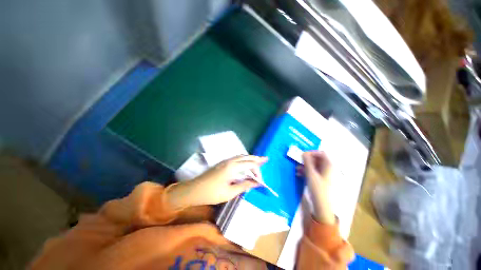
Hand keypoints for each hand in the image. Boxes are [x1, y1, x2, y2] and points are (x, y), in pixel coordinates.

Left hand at [166, 155, 267, 208]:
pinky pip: (236, 158)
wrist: (194, 190)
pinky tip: (244, 164)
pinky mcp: (221, 163)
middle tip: (264, 159)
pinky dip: (243, 159)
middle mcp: (229, 161)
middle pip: (246, 157)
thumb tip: (256, 183)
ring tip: (256, 161)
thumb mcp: (230, 192)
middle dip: (255, 158)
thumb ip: (244, 185)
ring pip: (240, 156)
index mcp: (232, 167)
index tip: (263, 174)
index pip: (249, 164)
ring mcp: (225, 161)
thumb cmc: (212, 193)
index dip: (258, 168)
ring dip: (249, 158)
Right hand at [300, 151, 335, 223]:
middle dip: (306, 160)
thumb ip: (307, 162)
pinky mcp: (319, 179)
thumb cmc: (318, 188)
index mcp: (328, 165)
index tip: (303, 155)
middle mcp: (327, 168)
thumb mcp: (311, 174)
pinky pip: (312, 171)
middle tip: (298, 161)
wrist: (322, 205)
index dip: (312, 152)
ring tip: (297, 169)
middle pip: (316, 159)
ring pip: (313, 165)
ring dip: (304, 166)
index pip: (321, 153)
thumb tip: (304, 153)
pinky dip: (306, 171)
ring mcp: (323, 174)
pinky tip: (299, 174)